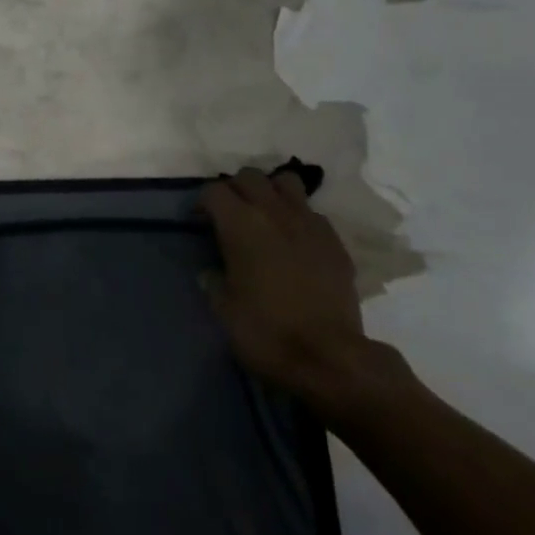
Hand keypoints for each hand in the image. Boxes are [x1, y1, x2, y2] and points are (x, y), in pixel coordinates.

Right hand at [202, 167, 413, 426]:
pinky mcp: (334, 240)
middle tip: (231, 214)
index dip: (203, 203)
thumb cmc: (268, 333)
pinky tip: (296, 242)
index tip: (201, 221)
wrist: (331, 358)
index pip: (214, 191)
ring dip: (272, 192)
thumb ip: (214, 283)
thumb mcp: (225, 312)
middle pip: (250, 175)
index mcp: (240, 224)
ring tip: (267, 216)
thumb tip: (212, 272)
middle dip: (236, 188)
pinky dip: (299, 218)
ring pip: (286, 182)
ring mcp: (308, 222)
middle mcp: (273, 212)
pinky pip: (312, 212)